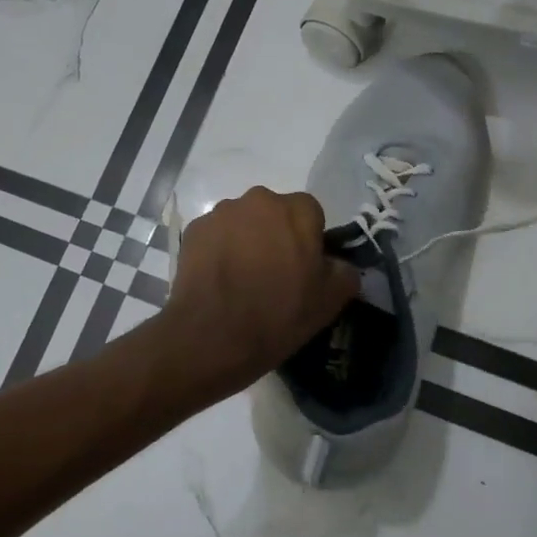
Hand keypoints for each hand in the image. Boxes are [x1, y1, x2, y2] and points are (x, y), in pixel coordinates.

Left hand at [159, 186, 359, 396]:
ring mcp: (221, 213)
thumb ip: (343, 271)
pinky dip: (218, 250)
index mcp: (297, 210)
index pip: (311, 214)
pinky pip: (215, 235)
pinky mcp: (193, 230)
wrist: (213, 336)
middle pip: (274, 213)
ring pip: (242, 222)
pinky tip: (218, 280)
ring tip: (241, 279)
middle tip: (273, 273)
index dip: (309, 240)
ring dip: (245, 240)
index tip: (303, 268)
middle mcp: (258, 200)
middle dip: (275, 235)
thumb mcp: (331, 301)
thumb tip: (336, 263)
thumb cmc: (279, 315)